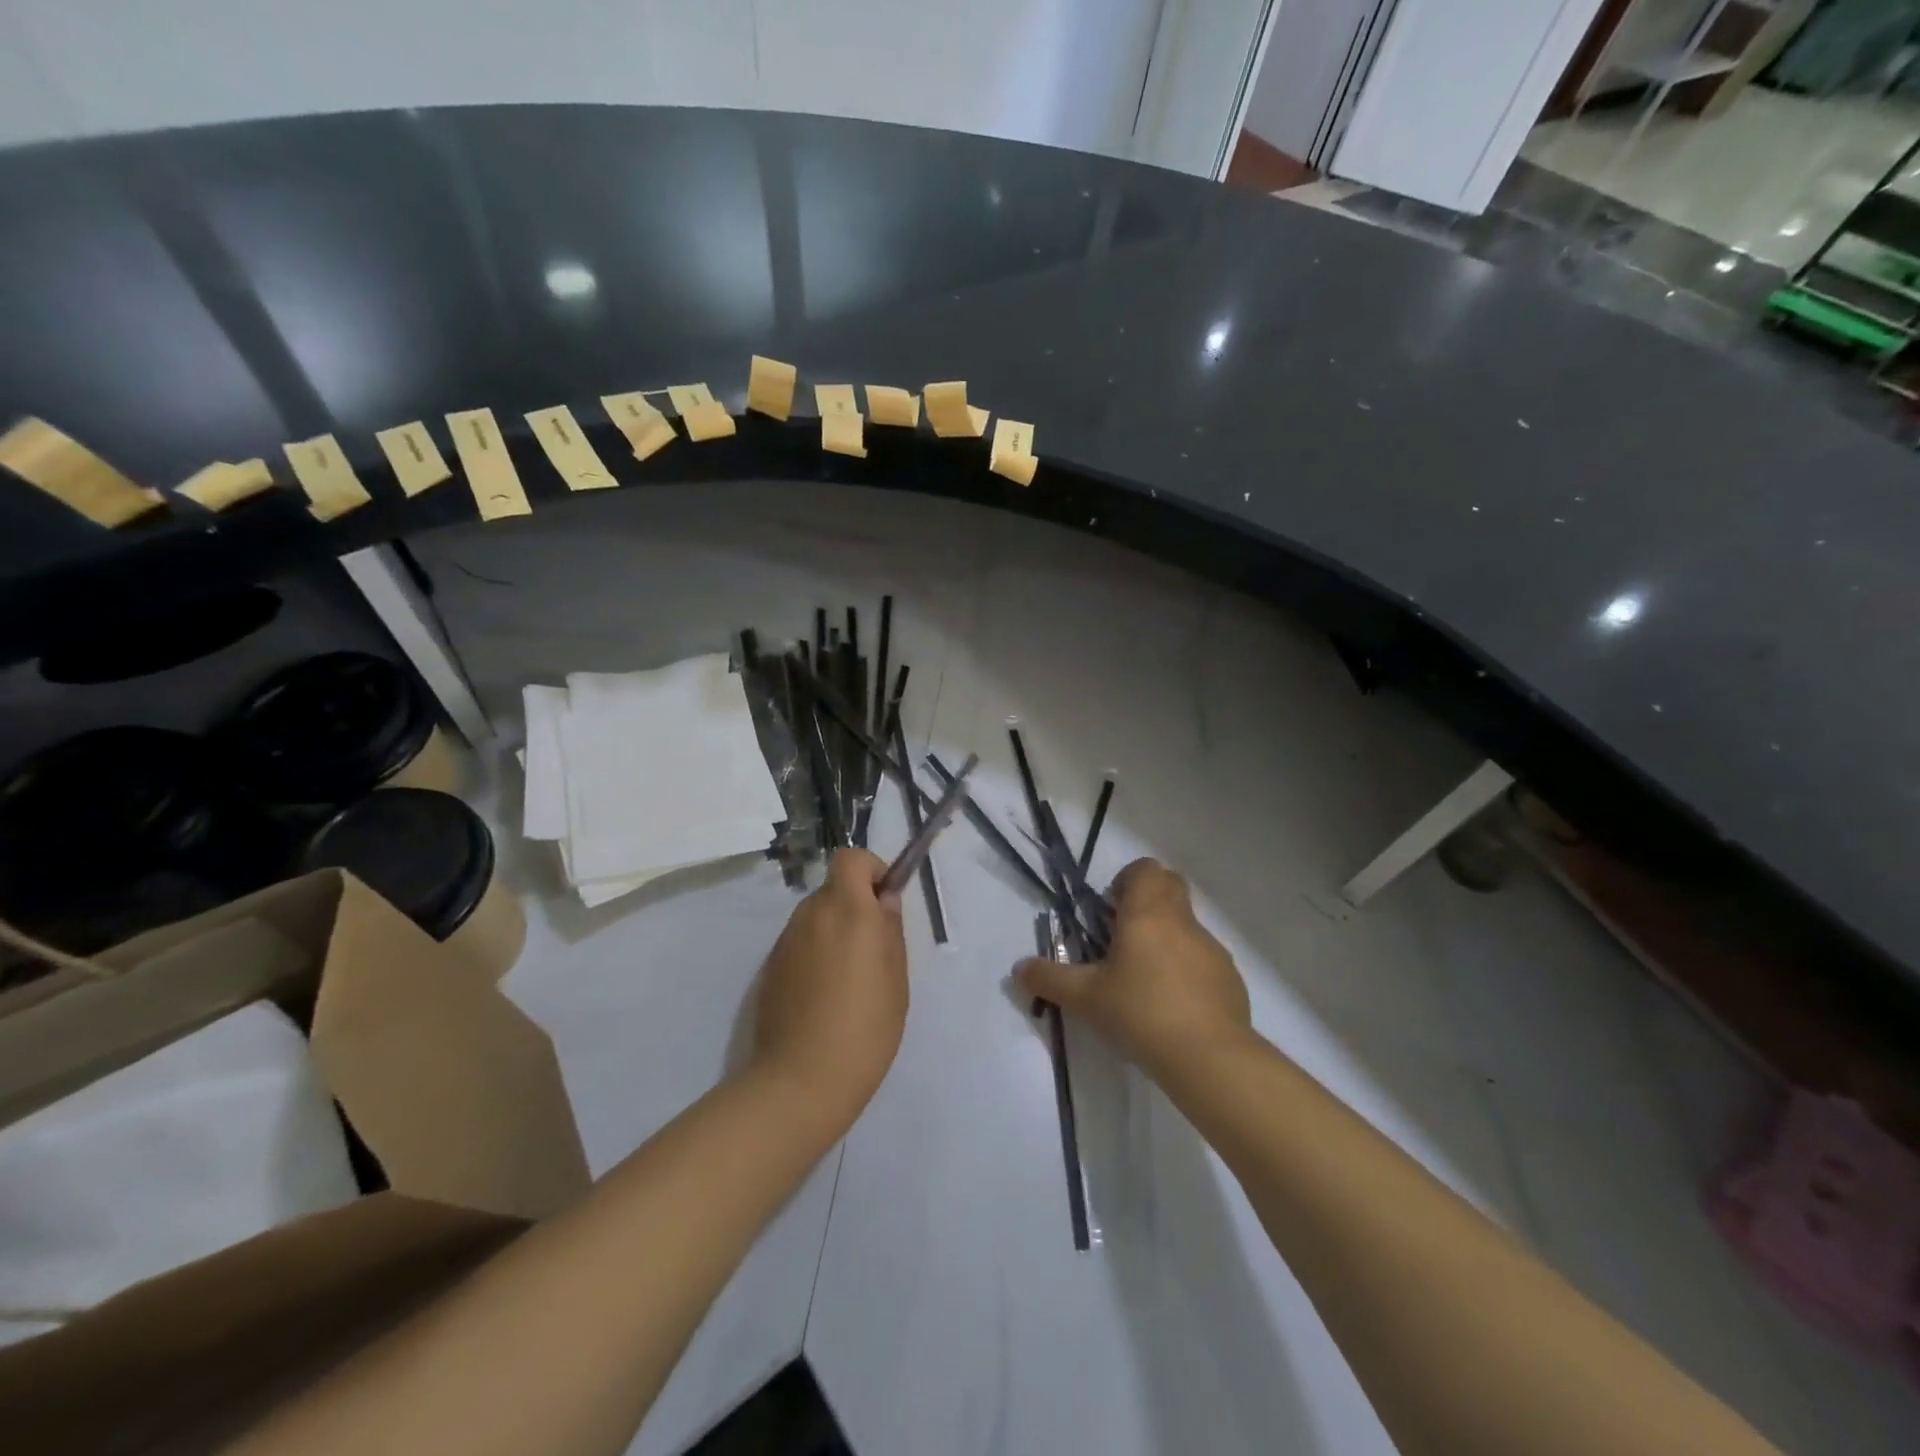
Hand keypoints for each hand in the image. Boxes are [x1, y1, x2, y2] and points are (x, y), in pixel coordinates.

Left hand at [750, 848, 908, 1120]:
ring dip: (834, 931)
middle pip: (834, 889)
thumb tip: (884, 900)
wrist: (800, 1081)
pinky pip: (800, 944)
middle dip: (855, 906)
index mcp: (847, 910)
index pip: (850, 858)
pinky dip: (815, 955)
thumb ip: (890, 929)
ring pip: (816, 917)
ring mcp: (785, 941)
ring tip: (849, 980)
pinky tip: (824, 997)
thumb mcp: (896, 978)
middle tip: (874, 950)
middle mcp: (811, 915)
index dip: (871, 870)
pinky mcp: (770, 968)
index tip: (885, 902)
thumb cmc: (865, 1027)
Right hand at [1015, 858, 1249, 1077]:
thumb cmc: (1140, 1012)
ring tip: (1145, 980)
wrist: (1208, 1057)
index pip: (1145, 869)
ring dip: (1167, 938)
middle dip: (1147, 901)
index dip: (1127, 880)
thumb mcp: (1085, 998)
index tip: (1110, 910)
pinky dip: (1188, 970)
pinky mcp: (1230, 979)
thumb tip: (1018, 969)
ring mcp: (1212, 949)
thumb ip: (1049, 979)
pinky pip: (1204, 960)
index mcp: (1147, 913)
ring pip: (1187, 926)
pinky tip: (1174, 1007)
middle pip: (1170, 887)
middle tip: (1123, 936)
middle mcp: (1183, 922)